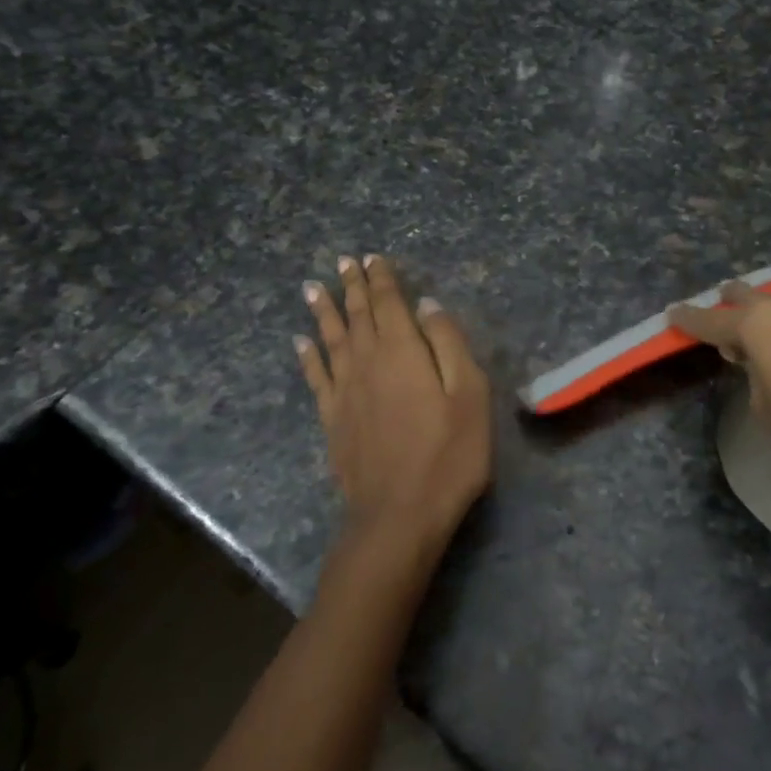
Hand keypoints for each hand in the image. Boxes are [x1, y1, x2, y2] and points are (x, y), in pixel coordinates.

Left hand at [296, 255, 491, 566]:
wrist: (399, 513)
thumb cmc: (448, 453)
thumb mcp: (469, 394)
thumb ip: (448, 344)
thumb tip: (427, 305)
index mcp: (403, 351)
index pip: (389, 303)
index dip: (381, 278)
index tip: (372, 257)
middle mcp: (367, 361)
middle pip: (357, 315)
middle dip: (352, 286)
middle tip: (343, 262)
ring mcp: (344, 391)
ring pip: (331, 339)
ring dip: (324, 311)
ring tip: (313, 287)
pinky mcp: (332, 419)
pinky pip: (316, 377)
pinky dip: (308, 356)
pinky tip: (301, 342)